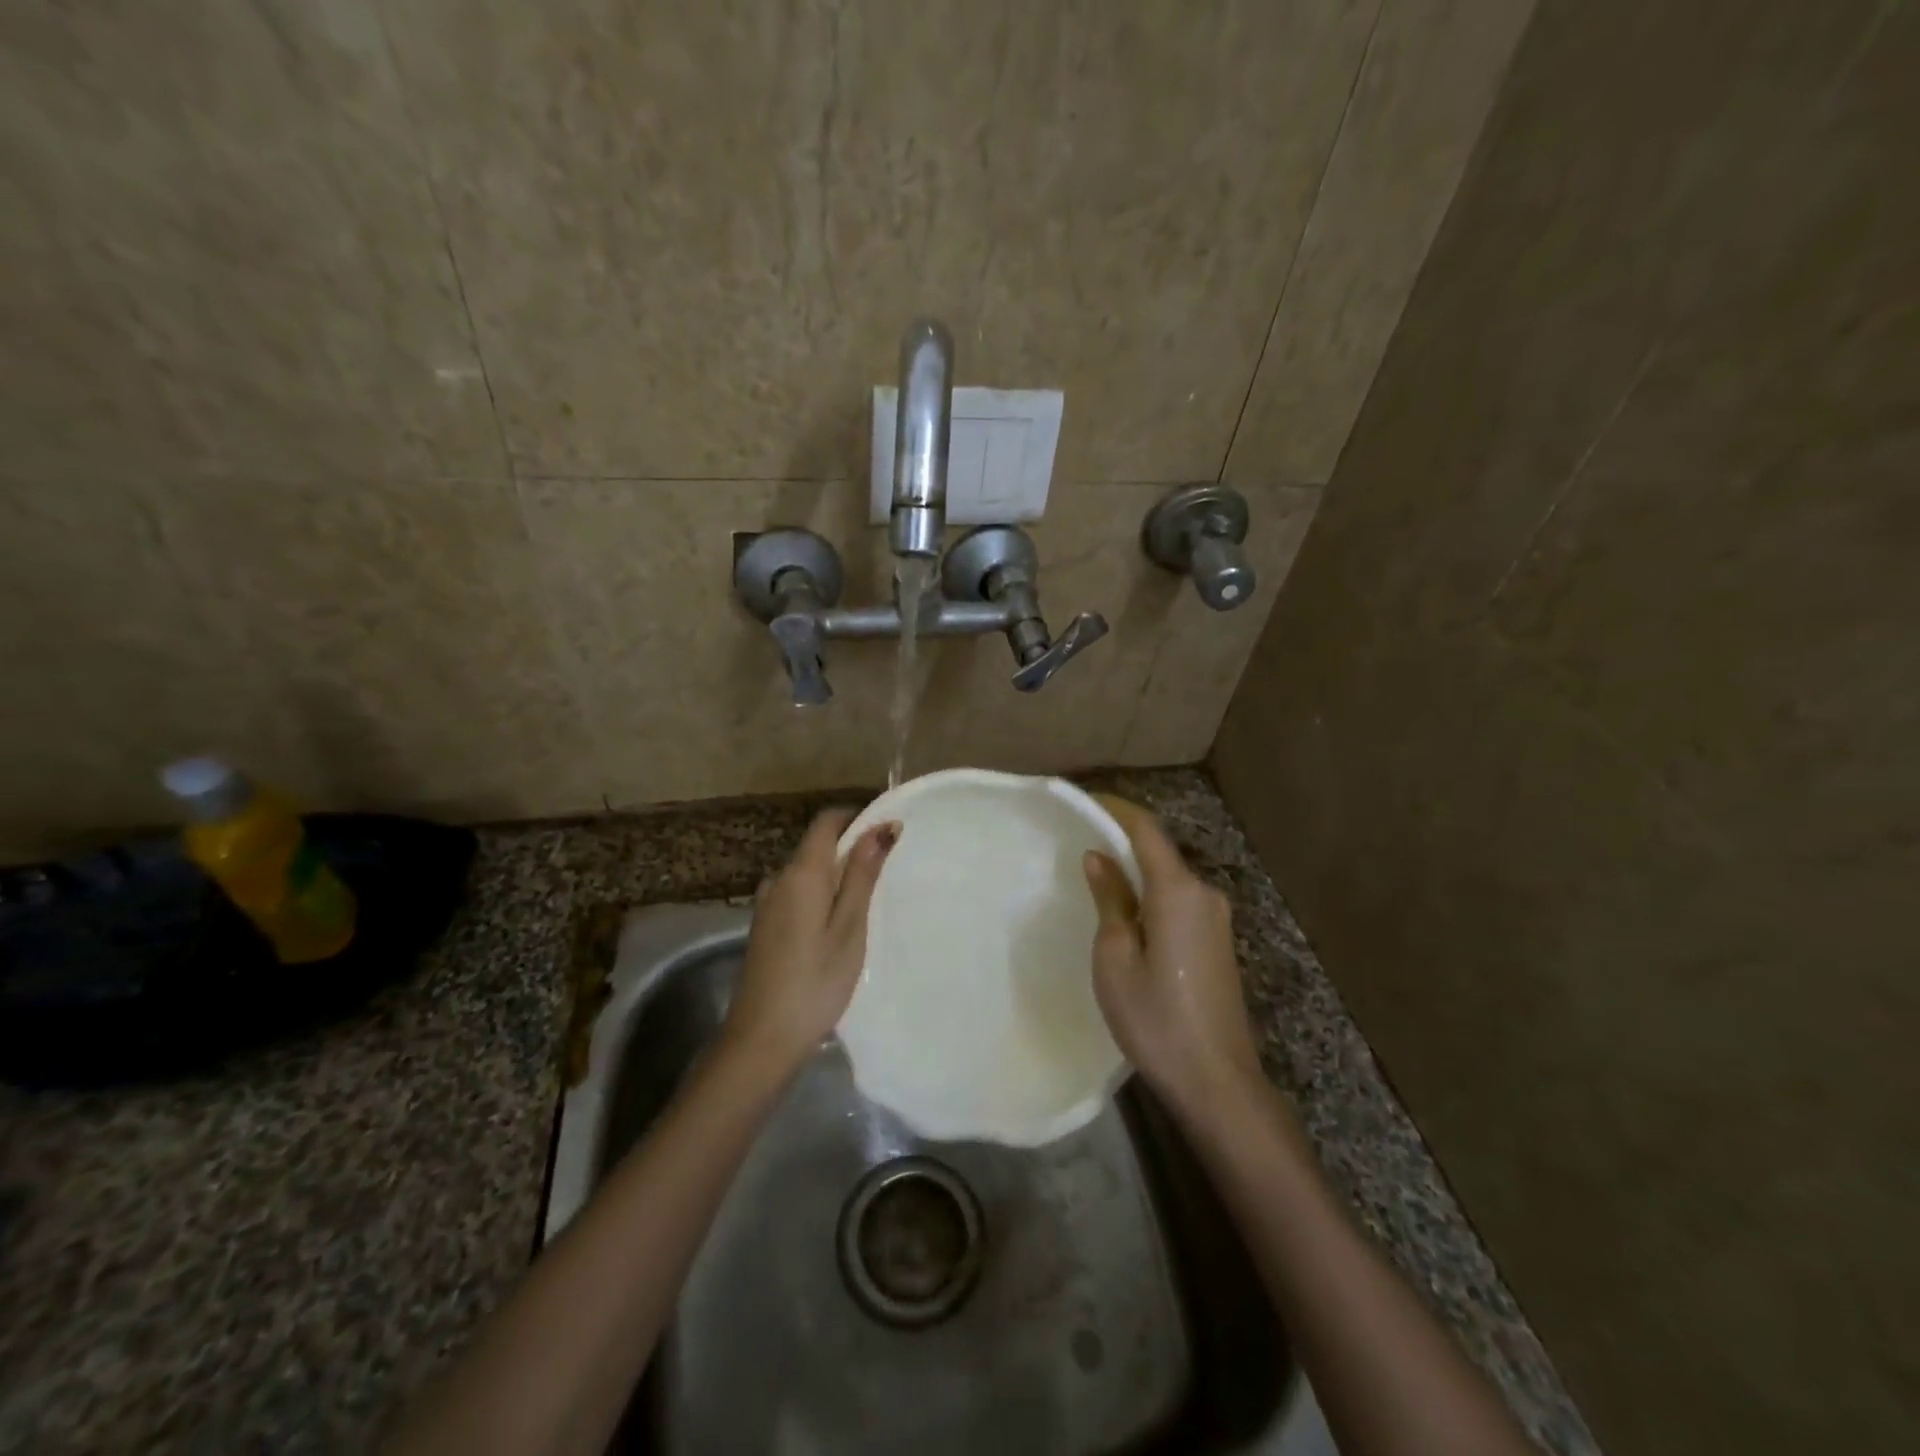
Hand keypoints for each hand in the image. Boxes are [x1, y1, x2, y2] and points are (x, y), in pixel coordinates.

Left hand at [723, 809, 898, 1075]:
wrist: (761, 1039)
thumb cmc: (815, 982)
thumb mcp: (850, 927)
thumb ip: (862, 874)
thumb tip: (881, 826)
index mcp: (801, 873)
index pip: (827, 821)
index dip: (857, 816)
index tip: (889, 830)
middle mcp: (778, 879)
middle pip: (817, 845)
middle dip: (852, 848)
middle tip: (888, 872)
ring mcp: (766, 903)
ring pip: (808, 872)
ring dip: (837, 875)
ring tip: (869, 902)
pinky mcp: (764, 925)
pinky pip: (797, 893)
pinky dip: (821, 895)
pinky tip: (838, 924)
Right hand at [1084, 796, 1262, 1112]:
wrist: (1217, 1081)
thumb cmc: (1156, 1019)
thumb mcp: (1116, 958)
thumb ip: (1110, 899)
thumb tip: (1100, 857)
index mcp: (1179, 891)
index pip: (1145, 830)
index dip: (1114, 809)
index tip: (1083, 801)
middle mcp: (1204, 893)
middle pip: (1158, 851)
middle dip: (1120, 839)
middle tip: (1078, 840)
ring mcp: (1216, 918)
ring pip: (1168, 877)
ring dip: (1135, 868)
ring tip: (1094, 875)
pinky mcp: (1218, 940)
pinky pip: (1179, 900)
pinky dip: (1150, 893)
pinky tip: (1126, 911)